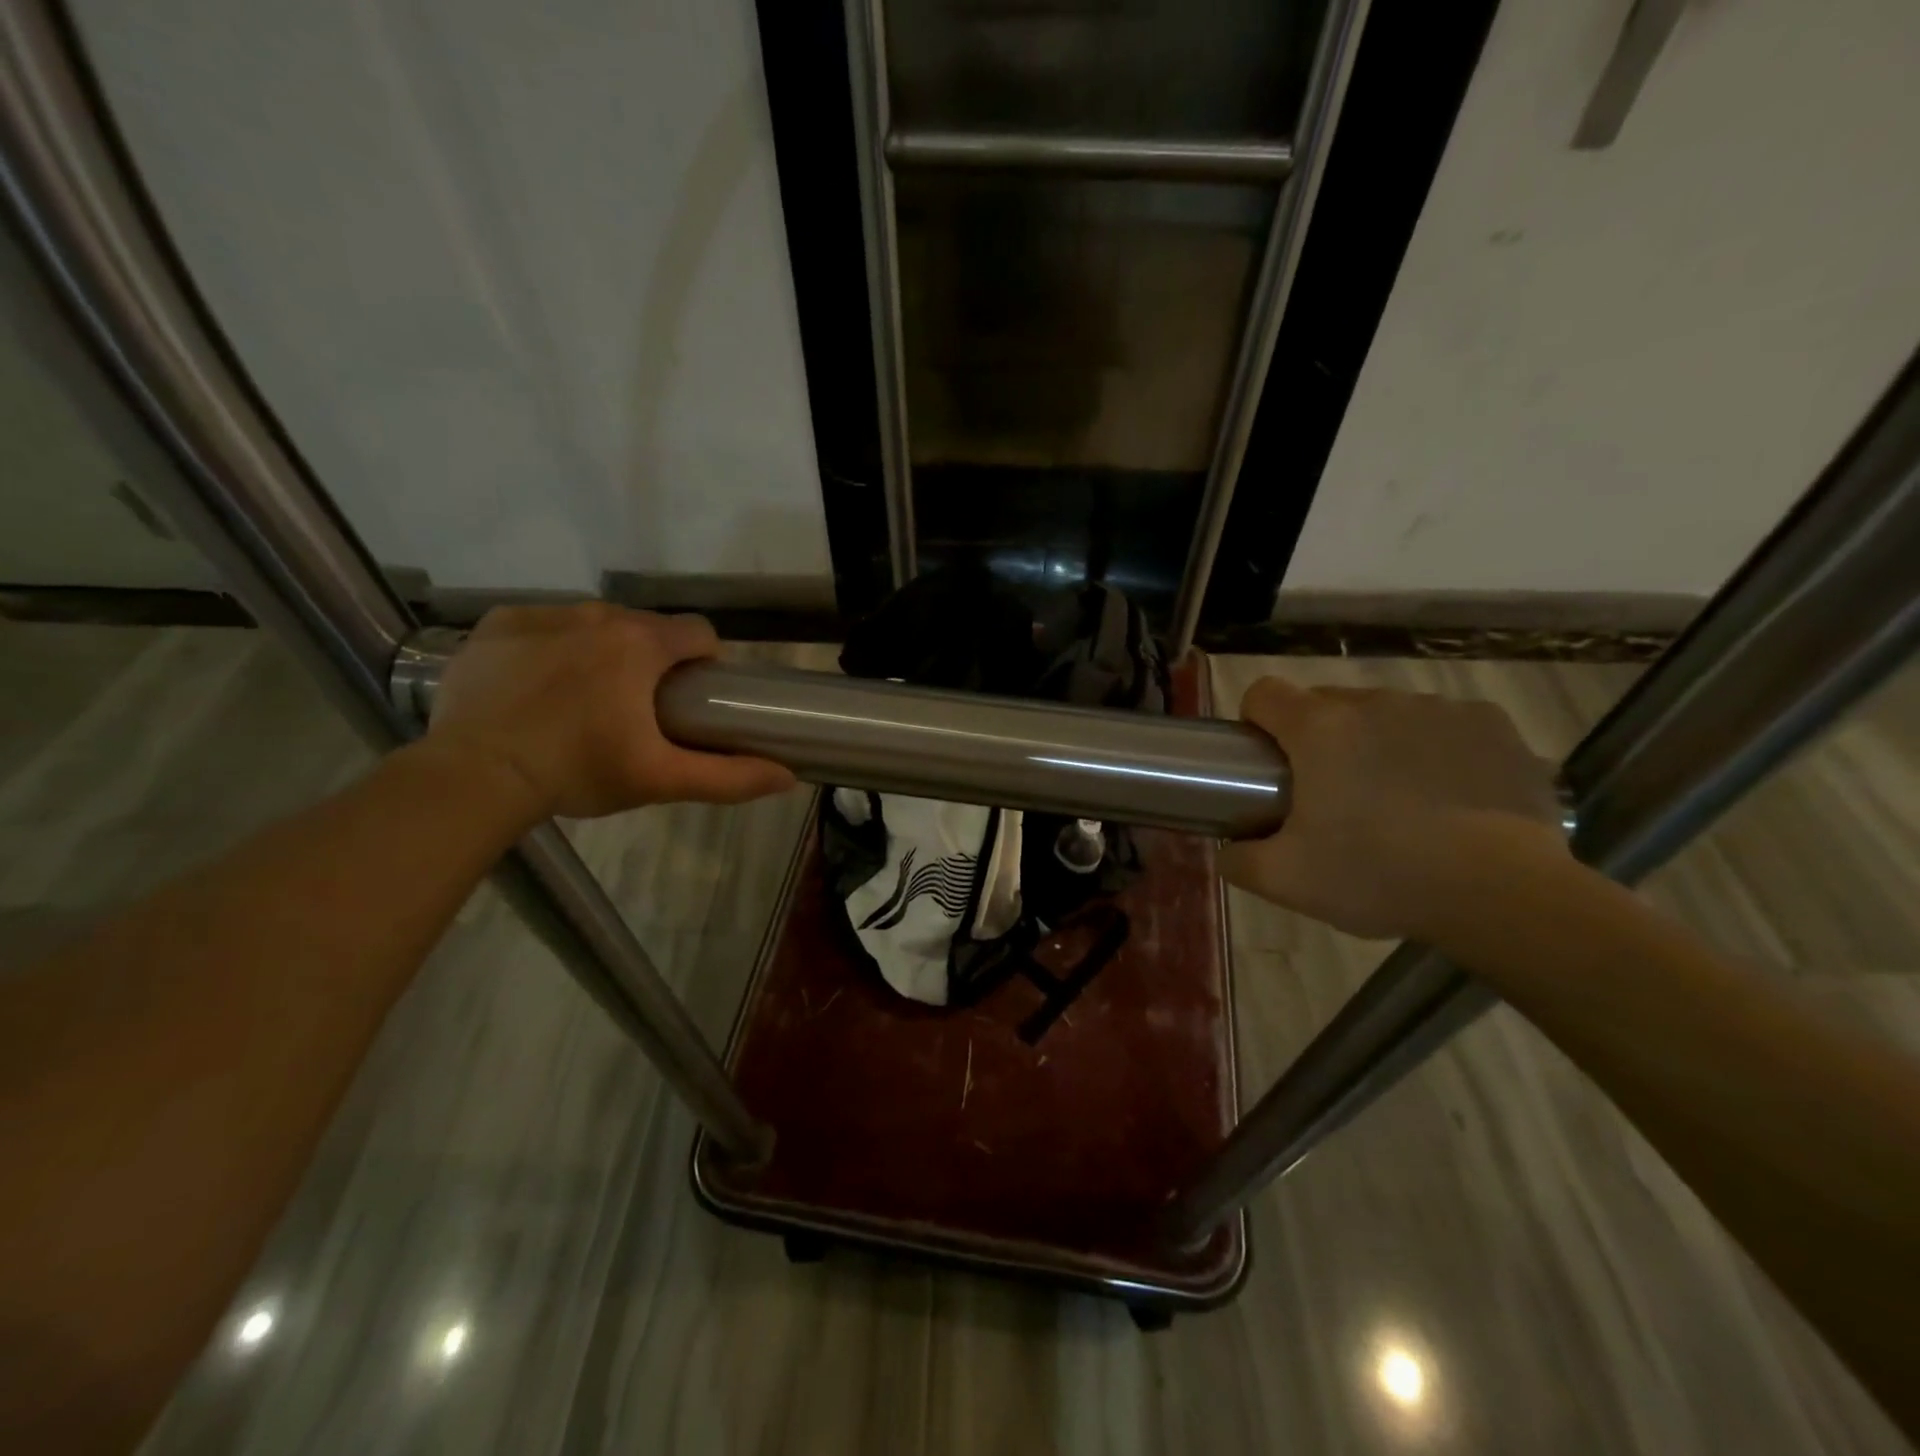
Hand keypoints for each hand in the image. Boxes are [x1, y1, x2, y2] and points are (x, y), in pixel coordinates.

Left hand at [422, 603, 794, 820]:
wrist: (476, 775)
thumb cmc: (578, 771)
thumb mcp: (660, 779)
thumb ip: (729, 777)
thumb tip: (788, 777)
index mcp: (641, 643)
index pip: (698, 634)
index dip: (703, 665)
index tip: (687, 700)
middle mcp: (596, 614)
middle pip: (646, 628)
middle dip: (650, 661)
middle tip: (633, 712)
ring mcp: (543, 614)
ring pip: (595, 624)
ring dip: (601, 652)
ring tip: (582, 701)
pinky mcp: (498, 624)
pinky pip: (543, 626)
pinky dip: (551, 648)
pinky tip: (538, 687)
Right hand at [1218, 678, 1566, 939]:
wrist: (1502, 893)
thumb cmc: (1379, 877)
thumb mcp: (1286, 881)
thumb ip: (1237, 860)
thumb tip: (1227, 848)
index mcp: (1318, 729)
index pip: (1264, 693)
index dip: (1256, 722)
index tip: (1268, 762)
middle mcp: (1375, 703)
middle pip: (1325, 704)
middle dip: (1317, 739)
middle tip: (1331, 796)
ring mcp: (1438, 708)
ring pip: (1385, 713)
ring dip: (1376, 743)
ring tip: (1396, 801)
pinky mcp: (1491, 724)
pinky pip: (1443, 723)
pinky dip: (1434, 748)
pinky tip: (1448, 795)